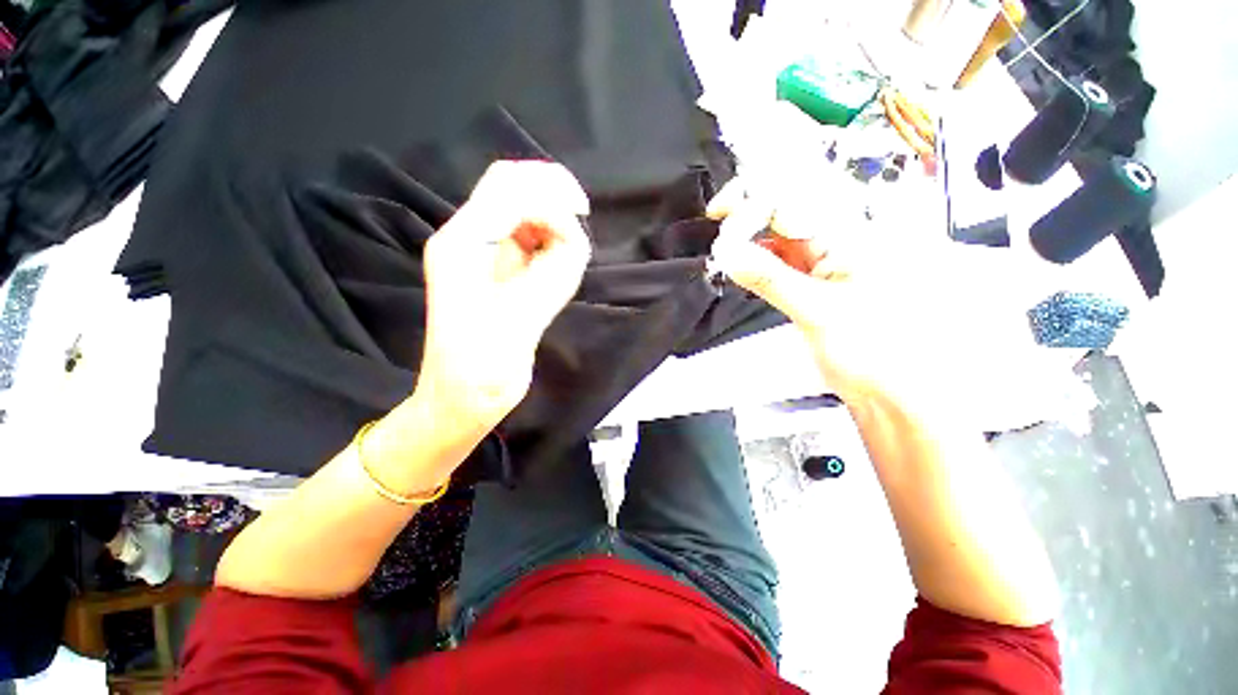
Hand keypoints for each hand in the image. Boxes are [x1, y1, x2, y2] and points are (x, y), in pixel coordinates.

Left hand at [415, 161, 591, 431]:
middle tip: (580, 217)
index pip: (508, 188)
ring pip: (519, 209)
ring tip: (566, 251)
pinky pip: (524, 237)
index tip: (582, 213)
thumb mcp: (521, 318)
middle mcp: (468, 239)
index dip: (549, 192)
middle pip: (510, 187)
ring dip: (549, 219)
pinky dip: (546, 239)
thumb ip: (550, 272)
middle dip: (549, 194)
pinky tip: (555, 263)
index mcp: (464, 244)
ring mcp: (480, 255)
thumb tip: (572, 236)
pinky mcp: (493, 272)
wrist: (460, 398)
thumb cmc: (482, 368)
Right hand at [706, 177, 944, 406]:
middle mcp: (840, 240)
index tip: (724, 225)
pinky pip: (780, 257)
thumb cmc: (877, 352)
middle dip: (750, 206)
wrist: (892, 388)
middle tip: (718, 217)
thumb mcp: (819, 311)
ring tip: (726, 244)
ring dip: (750, 233)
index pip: (796, 197)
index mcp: (853, 236)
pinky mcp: (812, 280)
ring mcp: (825, 259)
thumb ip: (770, 279)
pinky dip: (757, 258)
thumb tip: (729, 253)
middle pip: (789, 204)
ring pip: (780, 231)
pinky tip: (743, 262)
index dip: (755, 203)